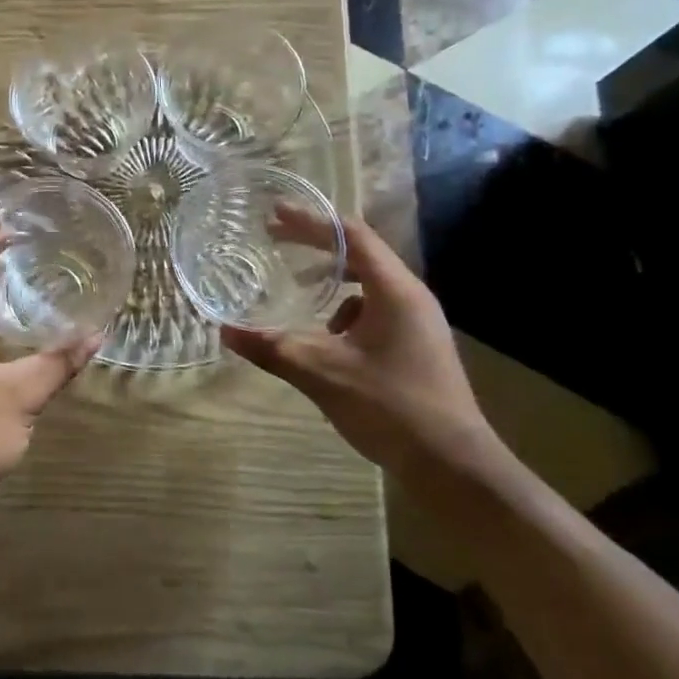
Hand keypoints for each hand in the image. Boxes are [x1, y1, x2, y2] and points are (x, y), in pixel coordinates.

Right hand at [221, 211, 498, 474]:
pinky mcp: (417, 346)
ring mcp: (418, 323)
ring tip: (301, 290)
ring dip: (332, 282)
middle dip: (317, 246)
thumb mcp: (322, 374)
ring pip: (368, 287)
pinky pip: (376, 313)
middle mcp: (411, 297)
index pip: (351, 235)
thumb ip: (273, 348)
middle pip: (361, 255)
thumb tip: (225, 331)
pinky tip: (329, 343)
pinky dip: (346, 314)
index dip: (311, 221)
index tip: (275, 214)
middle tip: (276, 240)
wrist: (452, 464)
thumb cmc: (390, 407)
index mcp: (395, 290)